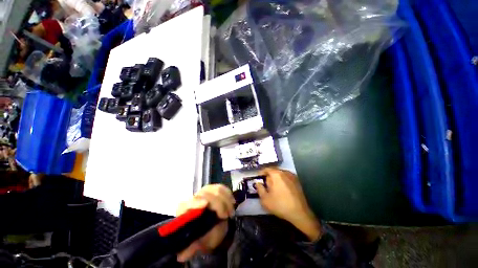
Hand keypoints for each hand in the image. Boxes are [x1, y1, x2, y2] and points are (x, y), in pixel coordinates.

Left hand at [176, 184, 234, 261]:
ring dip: (226, 199)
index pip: (186, 204)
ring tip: (231, 211)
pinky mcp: (213, 189)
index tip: (205, 205)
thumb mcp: (198, 244)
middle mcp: (193, 198)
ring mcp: (204, 192)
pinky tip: (232, 202)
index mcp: (184, 211)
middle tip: (226, 215)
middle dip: (218, 203)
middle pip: (205, 194)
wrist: (211, 229)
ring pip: (215, 189)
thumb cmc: (203, 237)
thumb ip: (192, 246)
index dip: (195, 203)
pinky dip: (228, 194)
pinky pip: (221, 187)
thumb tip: (181, 255)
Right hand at [256, 168, 321, 240]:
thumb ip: (260, 189)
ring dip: (276, 178)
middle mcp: (285, 172)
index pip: (266, 169)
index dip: (261, 173)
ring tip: (274, 187)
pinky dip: (282, 180)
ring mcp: (292, 176)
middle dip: (269, 176)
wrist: (299, 213)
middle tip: (265, 184)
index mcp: (276, 174)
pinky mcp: (297, 181)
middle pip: (274, 171)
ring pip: (280, 174)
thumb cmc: (280, 205)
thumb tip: (258, 183)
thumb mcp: (265, 199)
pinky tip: (282, 189)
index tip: (258, 178)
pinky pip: (286, 177)